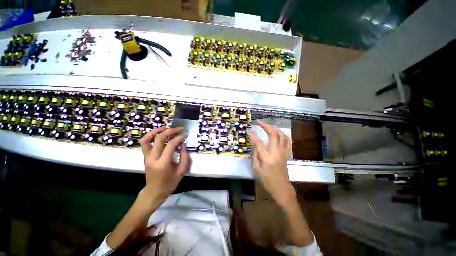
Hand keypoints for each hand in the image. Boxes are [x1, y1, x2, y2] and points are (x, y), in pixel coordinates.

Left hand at [139, 127, 191, 207]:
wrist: (154, 192)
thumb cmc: (169, 183)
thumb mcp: (181, 172)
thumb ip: (184, 157)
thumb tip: (183, 145)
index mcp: (163, 163)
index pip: (170, 145)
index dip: (178, 138)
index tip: (185, 135)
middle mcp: (152, 158)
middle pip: (159, 138)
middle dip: (170, 131)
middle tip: (179, 129)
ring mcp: (146, 157)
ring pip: (148, 138)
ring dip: (157, 131)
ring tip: (167, 128)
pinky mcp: (145, 156)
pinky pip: (145, 142)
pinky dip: (151, 135)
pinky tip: (160, 134)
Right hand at [248, 120, 295, 206]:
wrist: (281, 187)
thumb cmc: (267, 180)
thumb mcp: (256, 168)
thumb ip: (255, 154)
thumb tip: (255, 144)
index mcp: (266, 157)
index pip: (258, 142)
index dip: (253, 134)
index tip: (249, 129)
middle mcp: (276, 152)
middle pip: (273, 134)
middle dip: (266, 126)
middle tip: (259, 122)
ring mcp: (283, 152)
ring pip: (281, 135)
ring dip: (275, 128)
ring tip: (268, 125)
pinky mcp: (286, 153)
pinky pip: (288, 141)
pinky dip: (283, 134)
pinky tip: (279, 132)